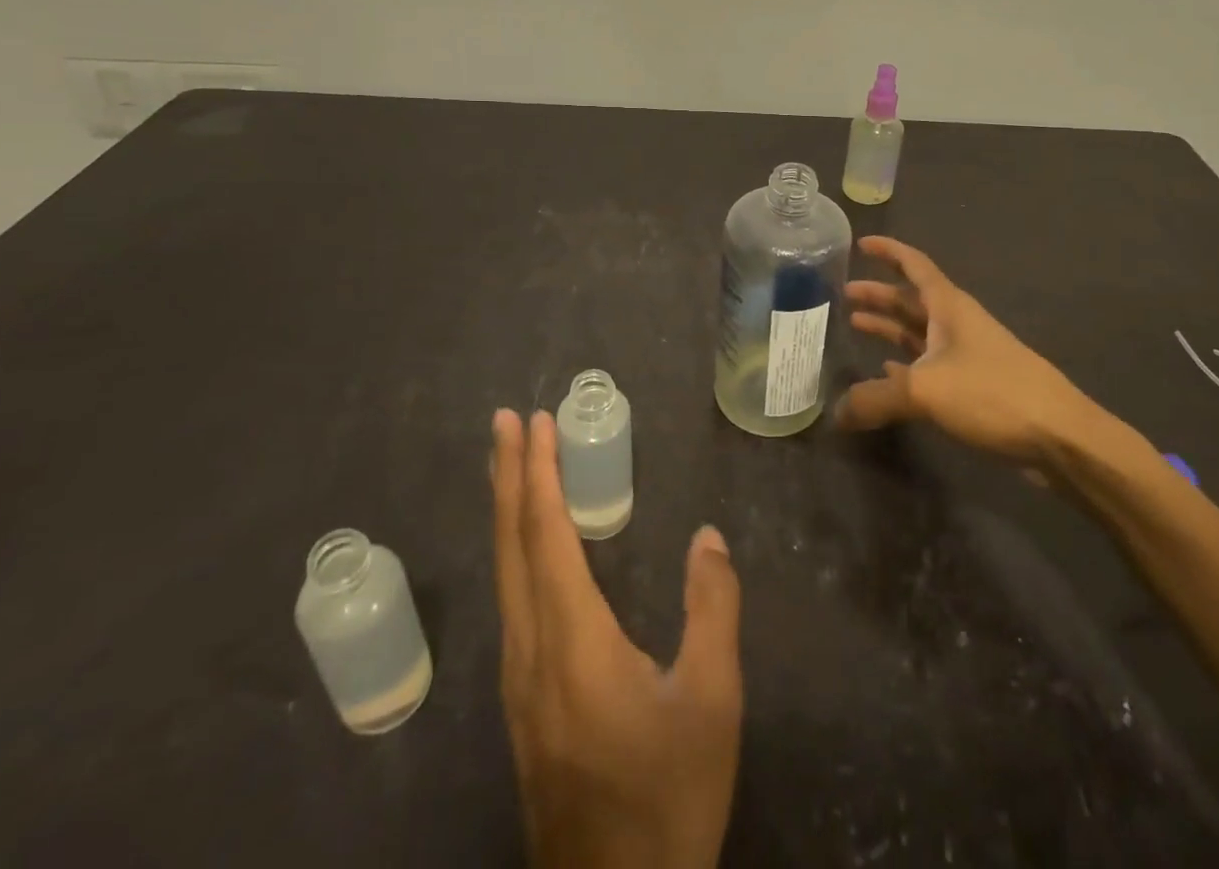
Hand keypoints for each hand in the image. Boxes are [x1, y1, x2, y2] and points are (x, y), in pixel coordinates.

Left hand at [490, 409, 742, 868]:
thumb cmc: (668, 796)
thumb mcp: (711, 702)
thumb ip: (713, 610)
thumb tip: (707, 537)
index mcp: (573, 643)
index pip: (546, 538)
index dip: (539, 475)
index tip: (534, 424)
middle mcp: (531, 653)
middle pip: (511, 547)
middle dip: (509, 477)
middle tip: (506, 422)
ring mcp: (518, 682)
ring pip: (505, 575)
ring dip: (508, 510)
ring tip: (513, 466)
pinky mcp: (523, 704)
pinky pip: (512, 602)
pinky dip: (515, 551)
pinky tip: (527, 546)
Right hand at [838, 237, 1108, 464]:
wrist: (1058, 436)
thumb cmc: (993, 393)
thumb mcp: (925, 389)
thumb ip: (876, 397)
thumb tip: (836, 413)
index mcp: (950, 307)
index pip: (915, 265)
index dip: (889, 251)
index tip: (861, 243)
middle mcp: (957, 324)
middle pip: (912, 300)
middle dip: (880, 293)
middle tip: (844, 293)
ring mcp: (967, 356)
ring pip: (919, 332)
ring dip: (888, 327)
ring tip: (854, 324)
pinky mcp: (973, 387)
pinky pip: (928, 366)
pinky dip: (904, 363)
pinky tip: (884, 371)